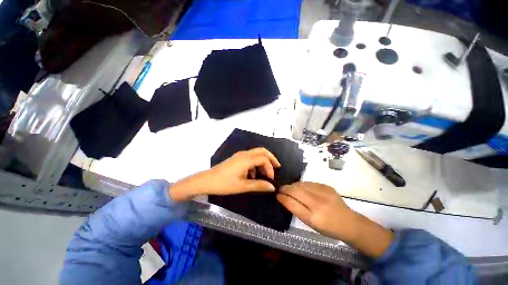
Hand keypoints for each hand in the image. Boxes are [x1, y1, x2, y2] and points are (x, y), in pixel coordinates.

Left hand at [170, 148, 280, 201]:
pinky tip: (252, 174)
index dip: (270, 167)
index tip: (271, 179)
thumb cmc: (224, 184)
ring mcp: (240, 155)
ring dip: (262, 161)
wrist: (207, 181)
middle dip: (271, 158)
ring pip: (256, 153)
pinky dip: (255, 163)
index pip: (264, 159)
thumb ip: (259, 185)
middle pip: (262, 151)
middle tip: (276, 167)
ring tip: (264, 174)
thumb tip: (272, 187)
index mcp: (246, 159)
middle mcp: (244, 154)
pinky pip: (250, 157)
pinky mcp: (236, 158)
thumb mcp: (243, 186)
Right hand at [277, 182, 356, 240]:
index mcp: (313, 218)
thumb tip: (285, 198)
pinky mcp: (327, 186)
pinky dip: (302, 185)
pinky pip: (309, 183)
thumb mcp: (311, 224)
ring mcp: (323, 193)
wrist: (349, 223)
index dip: (282, 198)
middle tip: (281, 189)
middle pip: (295, 191)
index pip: (292, 203)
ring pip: (301, 184)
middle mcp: (318, 204)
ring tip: (290, 188)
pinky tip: (302, 188)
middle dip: (285, 189)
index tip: (277, 195)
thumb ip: (297, 210)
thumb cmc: (328, 228)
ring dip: (293, 186)